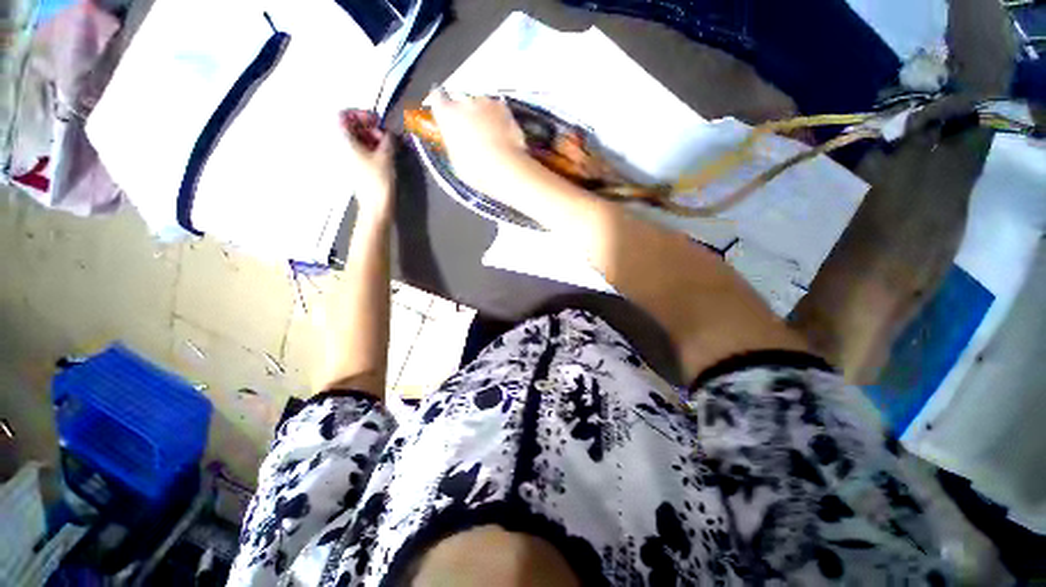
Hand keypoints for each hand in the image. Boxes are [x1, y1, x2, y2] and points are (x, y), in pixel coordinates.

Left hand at [340, 109, 394, 218]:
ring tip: (386, 147)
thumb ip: (387, 139)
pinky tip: (382, 156)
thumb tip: (388, 132)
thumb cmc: (378, 183)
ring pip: (355, 140)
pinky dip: (369, 150)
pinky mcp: (353, 169)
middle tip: (384, 135)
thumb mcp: (386, 156)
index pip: (343, 116)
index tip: (375, 120)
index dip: (360, 114)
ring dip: (371, 139)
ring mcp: (345, 160)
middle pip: (350, 128)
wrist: (376, 207)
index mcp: (343, 142)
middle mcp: (340, 149)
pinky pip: (358, 152)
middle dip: (368, 128)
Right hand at [429, 92, 528, 196]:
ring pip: (481, 105)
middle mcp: (463, 102)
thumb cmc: (477, 169)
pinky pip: (498, 110)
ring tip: (490, 138)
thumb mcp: (455, 161)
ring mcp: (485, 102)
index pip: (437, 98)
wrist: (504, 166)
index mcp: (446, 114)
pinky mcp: (503, 107)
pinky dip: (499, 119)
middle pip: (461, 102)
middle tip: (472, 135)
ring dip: (483, 116)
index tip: (446, 115)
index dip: (442, 106)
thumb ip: (453, 144)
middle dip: (465, 115)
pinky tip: (502, 136)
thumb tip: (456, 143)